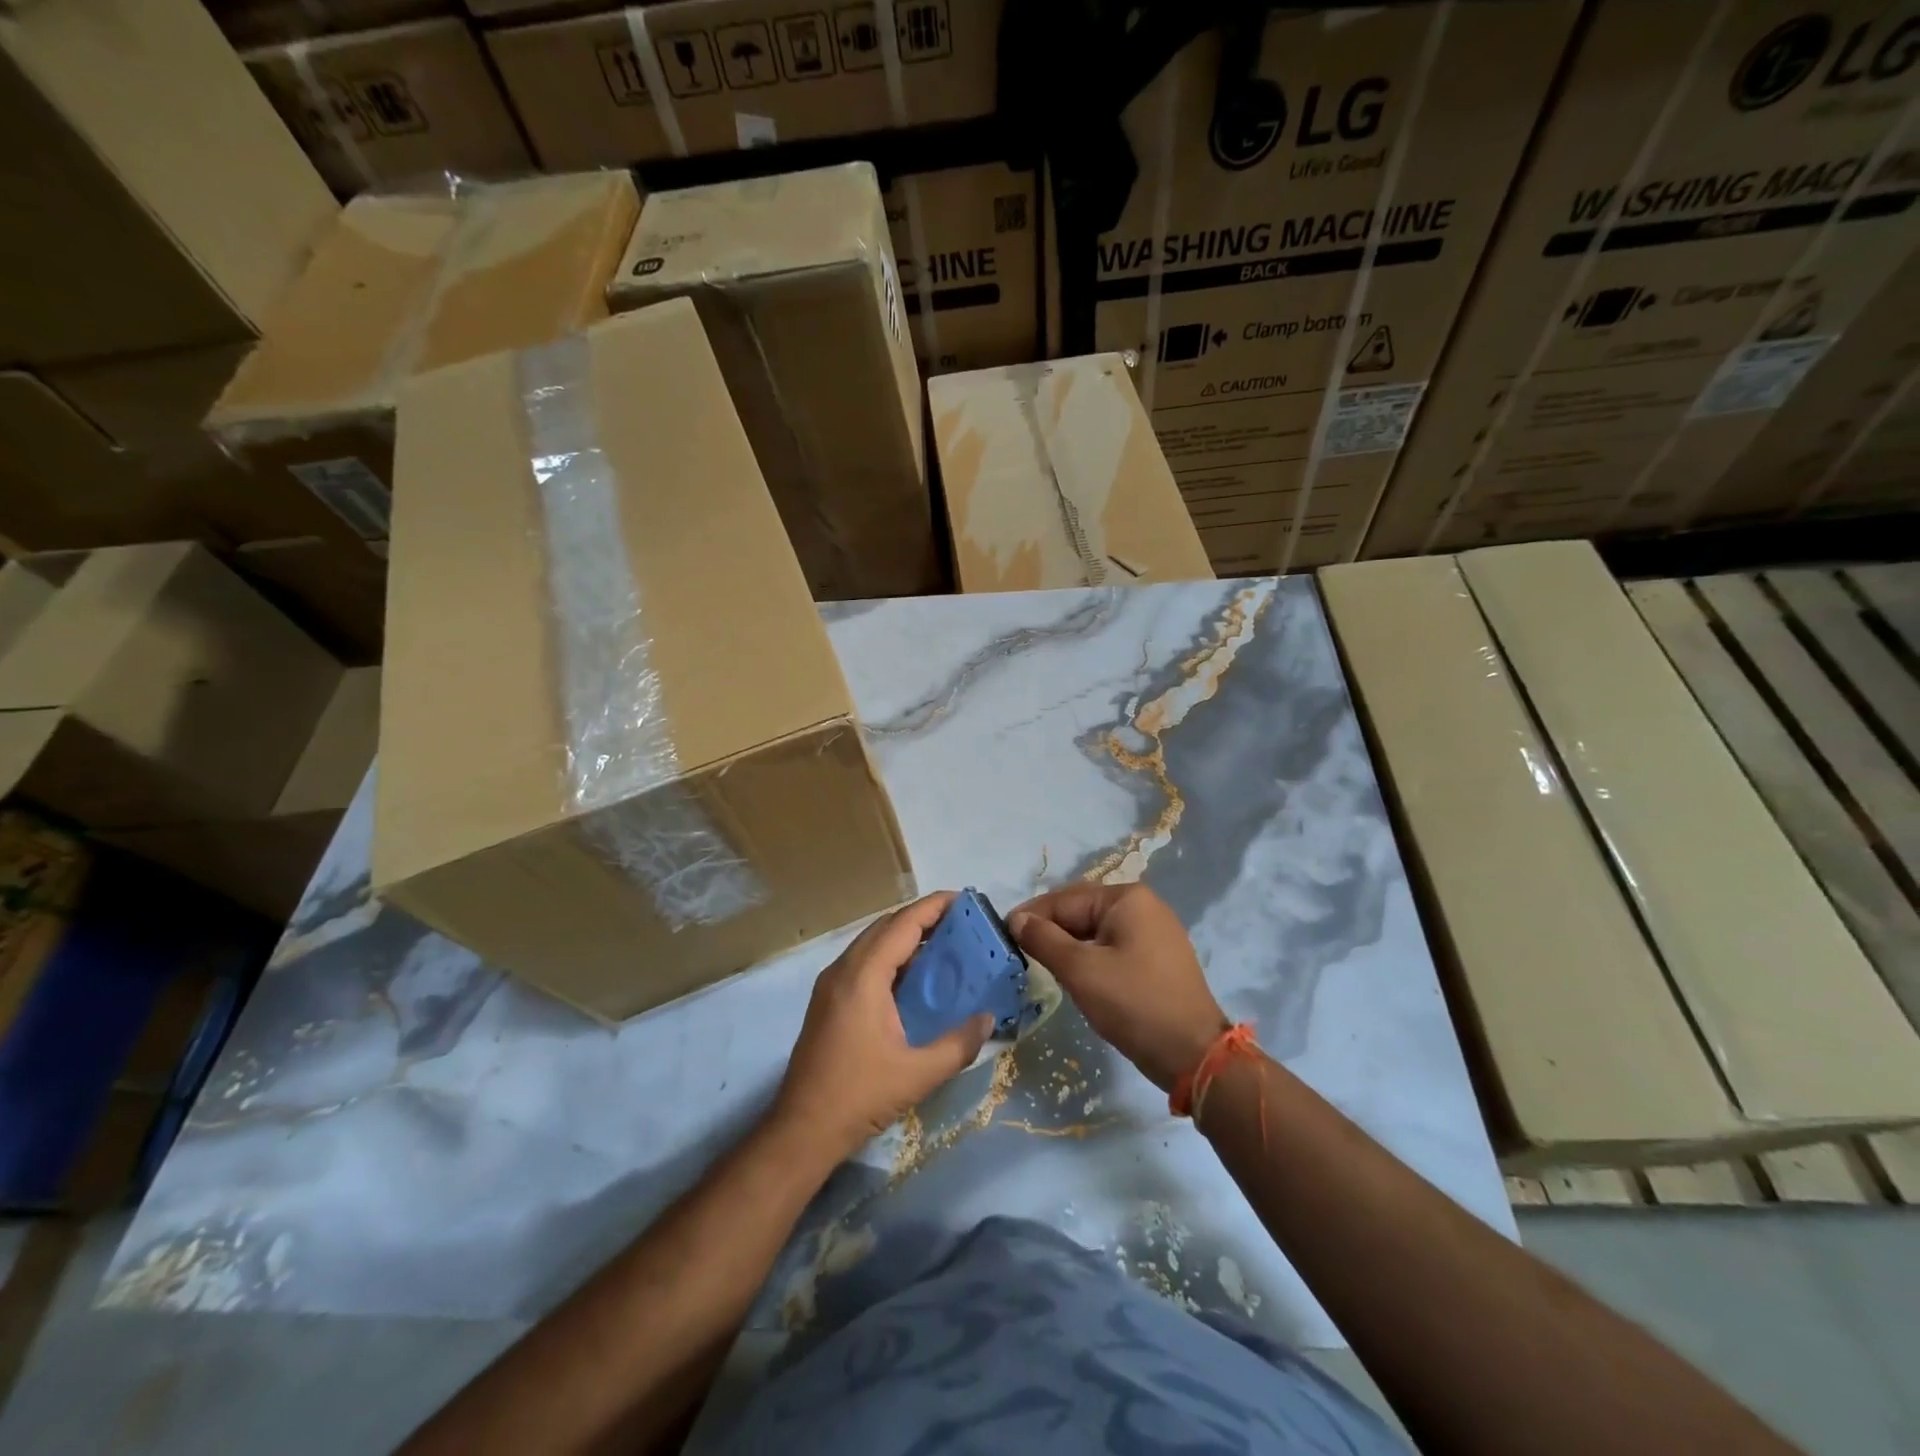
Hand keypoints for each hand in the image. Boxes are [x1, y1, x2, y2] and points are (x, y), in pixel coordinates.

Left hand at [771, 891, 992, 1163]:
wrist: (802, 1129)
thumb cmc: (860, 1096)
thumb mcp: (919, 1074)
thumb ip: (959, 1044)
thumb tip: (988, 1018)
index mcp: (863, 977)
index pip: (903, 925)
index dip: (934, 907)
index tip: (964, 899)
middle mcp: (843, 969)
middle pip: (885, 926)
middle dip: (922, 917)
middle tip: (960, 922)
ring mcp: (830, 983)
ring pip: (871, 942)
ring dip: (904, 935)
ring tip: (942, 943)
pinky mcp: (826, 999)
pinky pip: (862, 960)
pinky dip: (890, 954)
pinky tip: (912, 975)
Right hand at [1010, 883, 1227, 1090]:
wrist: (1193, 1054)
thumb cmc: (1134, 1003)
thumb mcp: (1081, 970)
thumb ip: (1044, 939)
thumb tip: (1016, 919)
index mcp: (1126, 899)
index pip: (1066, 899)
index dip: (1032, 915)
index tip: (1002, 933)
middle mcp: (1143, 907)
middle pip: (1082, 911)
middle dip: (1049, 929)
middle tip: (1016, 951)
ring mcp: (1154, 933)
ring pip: (1095, 932)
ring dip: (1067, 945)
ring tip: (1038, 964)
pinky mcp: (1157, 959)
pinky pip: (1112, 947)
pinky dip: (1088, 957)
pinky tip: (1071, 975)